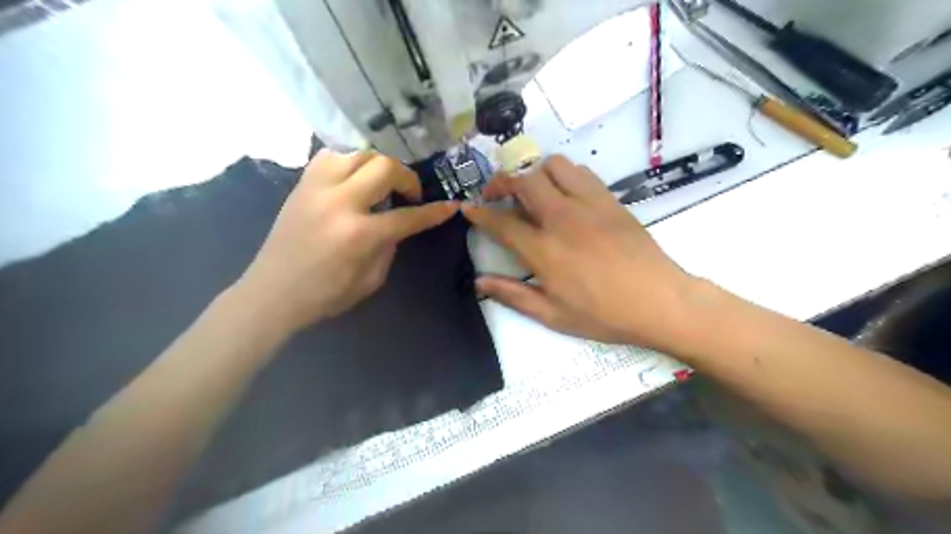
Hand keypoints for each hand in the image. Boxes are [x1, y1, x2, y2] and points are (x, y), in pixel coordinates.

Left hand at [234, 150, 455, 331]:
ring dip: (378, 166)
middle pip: (384, 167)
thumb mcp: (371, 280)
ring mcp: (316, 188)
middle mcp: (339, 202)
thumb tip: (396, 224)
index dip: (434, 212)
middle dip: (407, 178)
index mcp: (359, 234)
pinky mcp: (301, 185)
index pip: (408, 216)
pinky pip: (331, 156)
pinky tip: (353, 179)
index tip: (450, 206)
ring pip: (358, 153)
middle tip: (409, 194)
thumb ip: (389, 247)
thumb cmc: (325, 295)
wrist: (272, 293)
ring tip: (381, 184)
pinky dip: (349, 162)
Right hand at [464, 156, 701, 347]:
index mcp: (543, 250)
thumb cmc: (603, 314)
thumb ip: (513, 295)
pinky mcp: (610, 200)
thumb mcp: (552, 315)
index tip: (468, 207)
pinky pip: (581, 172)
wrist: (659, 301)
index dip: (479, 213)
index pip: (501, 222)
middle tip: (496, 195)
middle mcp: (561, 218)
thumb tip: (480, 282)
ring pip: (553, 165)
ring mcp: (588, 204)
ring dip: (535, 173)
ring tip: (532, 192)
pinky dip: (564, 175)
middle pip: (523, 181)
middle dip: (501, 182)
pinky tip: (565, 195)